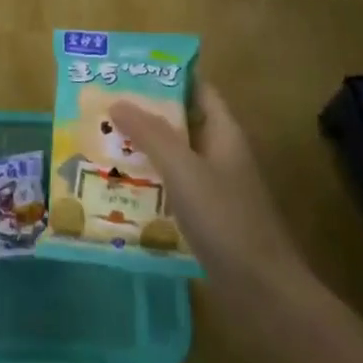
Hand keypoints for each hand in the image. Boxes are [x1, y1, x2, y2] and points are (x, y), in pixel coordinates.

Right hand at [110, 82, 310, 316]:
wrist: (263, 293)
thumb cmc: (226, 220)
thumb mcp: (184, 170)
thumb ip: (151, 134)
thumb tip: (117, 100)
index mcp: (223, 133)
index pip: (198, 89)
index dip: (167, 75)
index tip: (128, 69)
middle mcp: (220, 154)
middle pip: (180, 122)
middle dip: (144, 113)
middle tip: (101, 106)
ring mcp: (214, 188)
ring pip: (173, 157)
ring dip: (142, 149)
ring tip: (99, 142)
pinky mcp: (205, 218)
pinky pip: (171, 188)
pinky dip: (147, 183)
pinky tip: (117, 188)